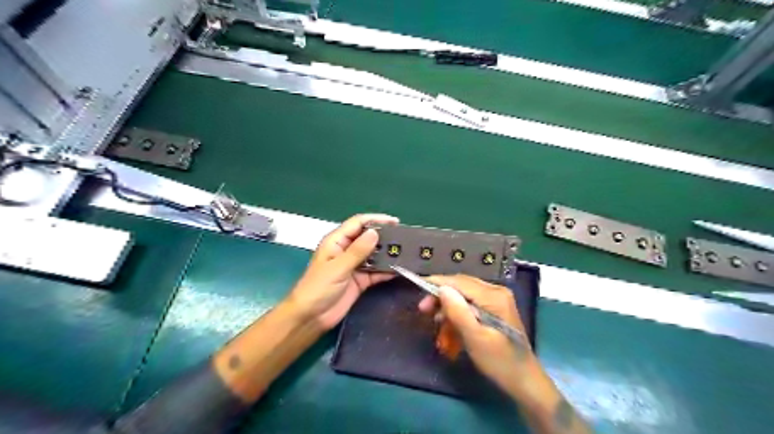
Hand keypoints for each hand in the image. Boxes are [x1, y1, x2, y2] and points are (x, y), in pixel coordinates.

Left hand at [288, 215, 398, 330]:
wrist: (311, 317)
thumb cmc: (318, 288)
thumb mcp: (338, 267)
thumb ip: (357, 251)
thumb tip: (375, 232)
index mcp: (336, 241)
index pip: (358, 223)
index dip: (376, 219)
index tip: (395, 221)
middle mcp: (347, 250)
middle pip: (368, 238)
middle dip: (384, 236)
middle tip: (404, 238)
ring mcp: (354, 266)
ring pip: (374, 255)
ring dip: (387, 254)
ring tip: (406, 252)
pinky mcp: (360, 280)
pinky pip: (376, 271)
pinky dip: (386, 270)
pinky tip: (399, 269)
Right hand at [421, 275, 539, 396]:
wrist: (524, 380)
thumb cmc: (499, 361)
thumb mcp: (475, 338)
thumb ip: (458, 312)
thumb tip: (442, 288)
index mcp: (494, 296)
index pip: (460, 282)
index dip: (438, 283)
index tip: (418, 287)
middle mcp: (496, 291)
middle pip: (461, 286)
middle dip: (441, 297)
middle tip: (423, 310)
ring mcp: (497, 299)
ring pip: (464, 295)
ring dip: (449, 308)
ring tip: (437, 324)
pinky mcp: (495, 309)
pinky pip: (471, 304)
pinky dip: (458, 314)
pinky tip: (450, 328)